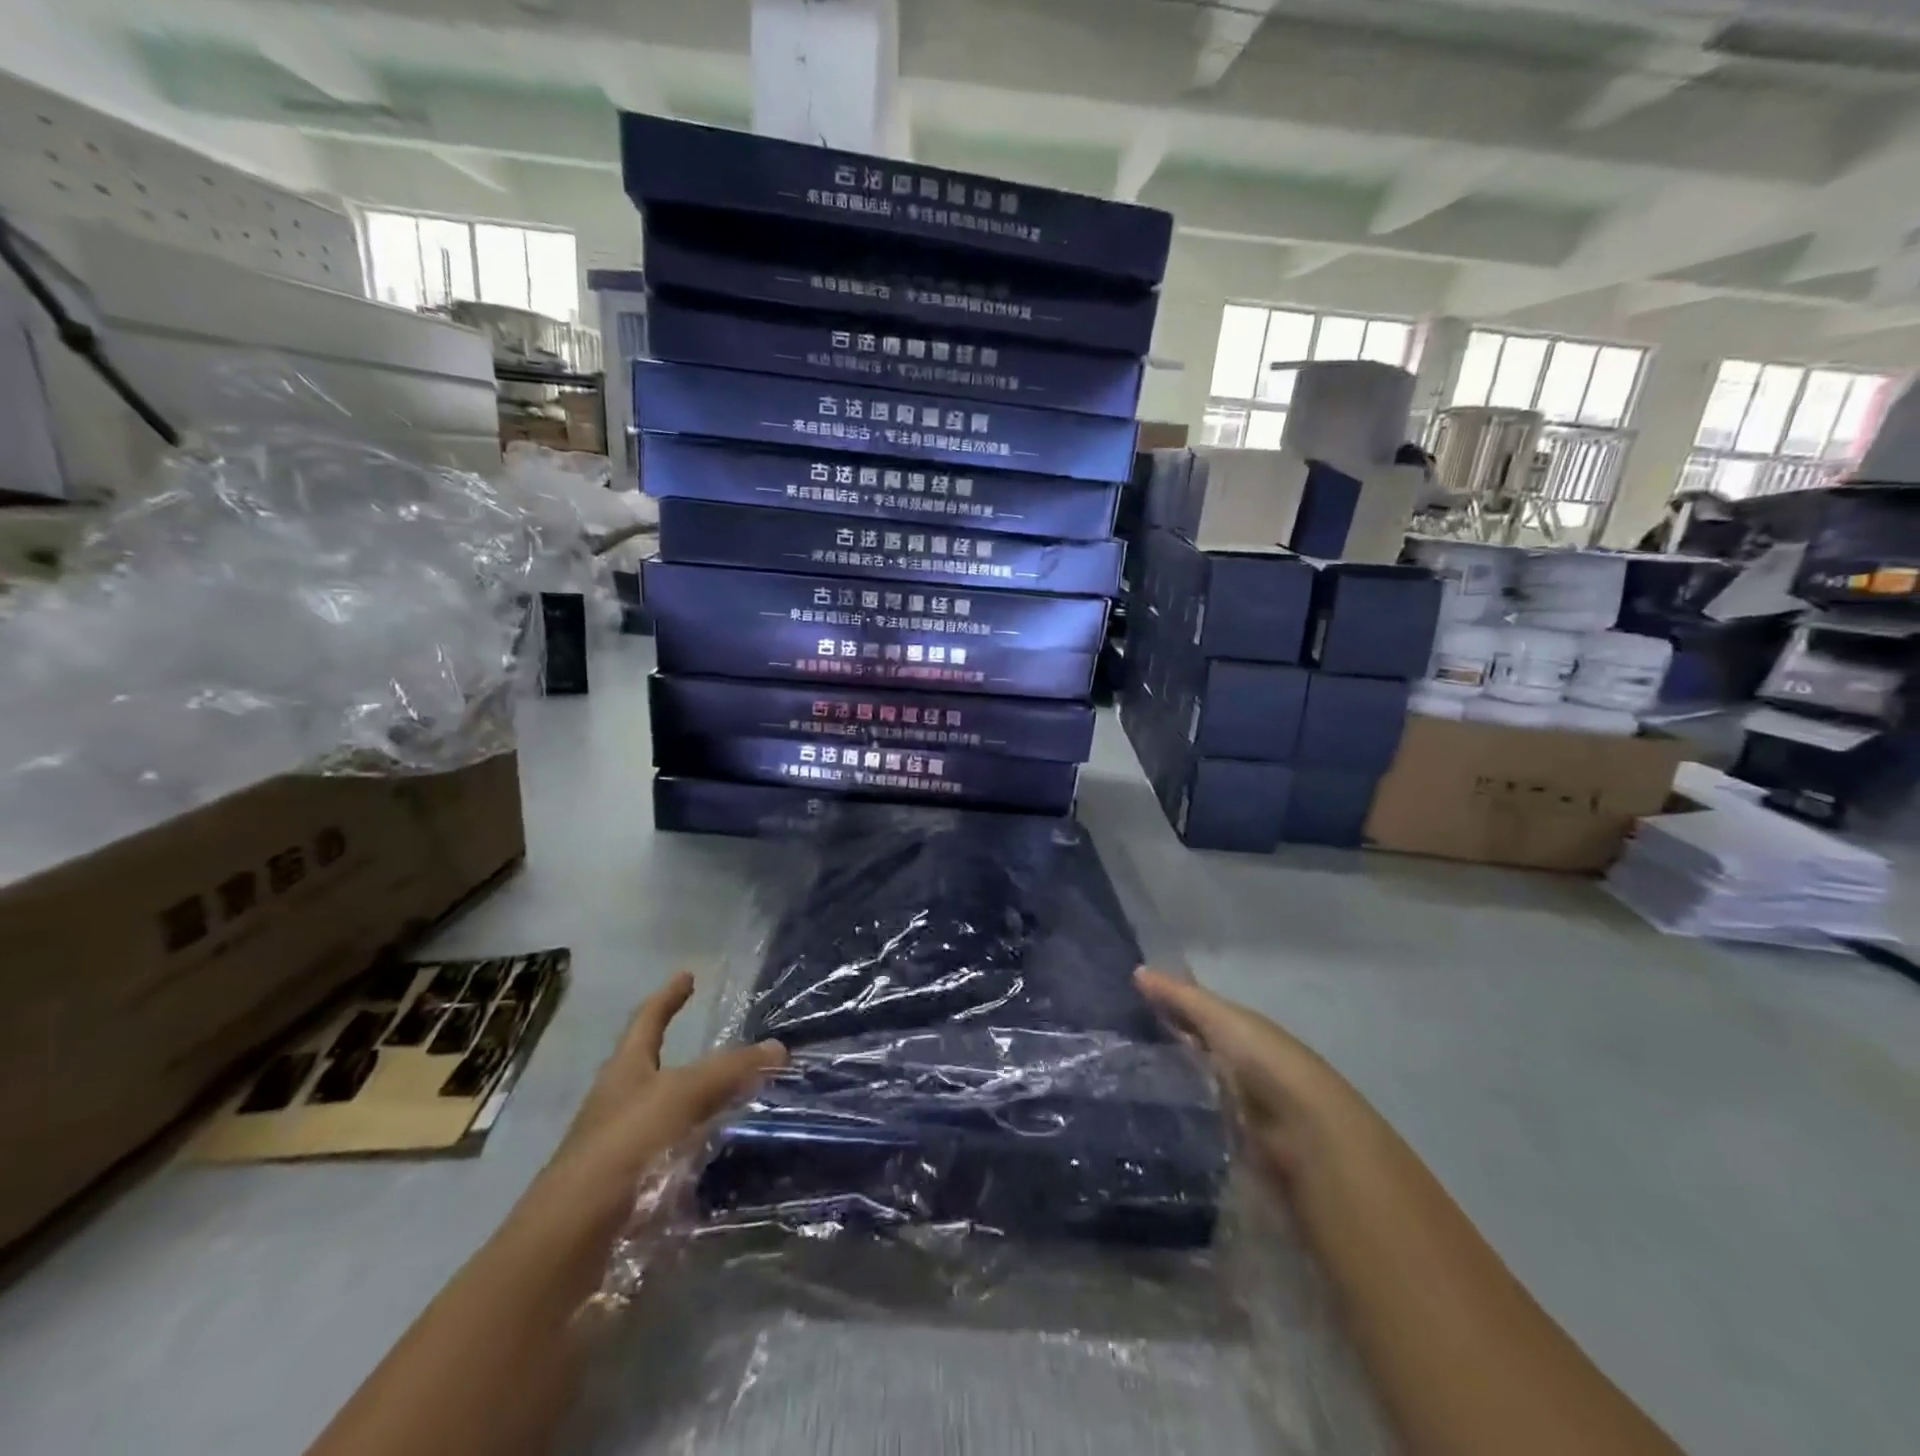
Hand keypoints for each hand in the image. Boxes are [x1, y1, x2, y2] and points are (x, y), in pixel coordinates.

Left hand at [518, 972, 786, 1237]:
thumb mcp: (680, 1095)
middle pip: (656, 1069)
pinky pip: (676, 1156)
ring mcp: (624, 1150)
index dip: (668, 997)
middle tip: (732, 1051)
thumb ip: (729, 1069)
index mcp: (624, 1071)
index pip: (648, 1020)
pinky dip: (702, 1149)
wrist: (570, 1244)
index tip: (687, 975)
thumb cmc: (621, 1148)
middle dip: (689, 1057)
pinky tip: (728, 1156)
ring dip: (703, 1107)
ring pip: (671, 1115)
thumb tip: (779, 1048)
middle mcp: (620, 1105)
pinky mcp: (632, 1190)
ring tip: (744, 1102)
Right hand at [1134, 967, 1367, 1190]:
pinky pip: (1192, 1124)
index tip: (1123, 1001)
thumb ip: (1180, 997)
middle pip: (1192, 1051)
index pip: (1196, 1013)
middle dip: (1159, 1046)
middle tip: (1108, 1042)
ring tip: (1113, 1081)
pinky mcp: (1228, 1143)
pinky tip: (1141, 1117)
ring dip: (1162, 1085)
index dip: (1165, 1005)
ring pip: (1189, 1088)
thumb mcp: (1220, 1019)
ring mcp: (1233, 1105)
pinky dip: (1172, 1119)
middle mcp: (1237, 1064)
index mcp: (1240, 1031)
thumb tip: (1137, 970)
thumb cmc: (1264, 1063)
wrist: (1306, 1137)